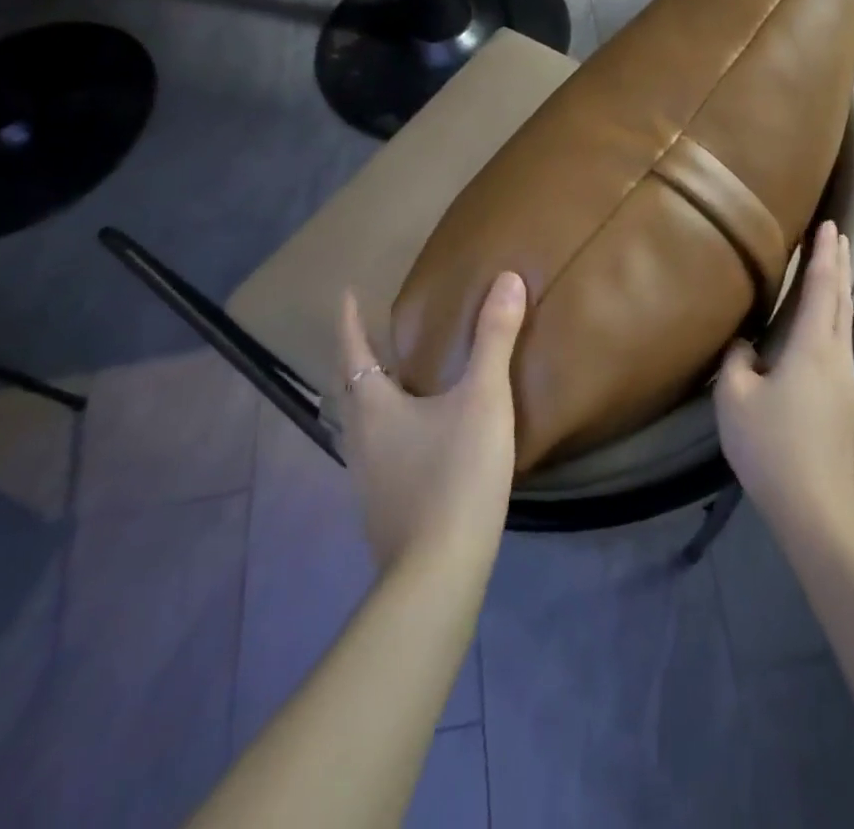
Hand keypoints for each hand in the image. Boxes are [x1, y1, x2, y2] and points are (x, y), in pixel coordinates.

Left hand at [338, 272, 524, 575]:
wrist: (438, 575)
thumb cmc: (455, 475)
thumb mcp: (483, 399)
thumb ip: (494, 339)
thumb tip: (508, 278)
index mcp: (374, 407)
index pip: (353, 351)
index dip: (349, 320)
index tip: (345, 294)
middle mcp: (360, 439)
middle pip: (351, 389)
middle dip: (359, 358)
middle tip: (372, 333)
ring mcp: (367, 480)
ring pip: (361, 425)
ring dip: (372, 396)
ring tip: (395, 380)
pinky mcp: (384, 509)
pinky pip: (378, 453)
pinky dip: (389, 431)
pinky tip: (416, 440)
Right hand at [714, 221, 853, 546]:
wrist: (819, 512)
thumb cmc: (771, 447)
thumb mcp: (734, 398)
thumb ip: (737, 361)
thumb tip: (746, 346)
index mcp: (813, 349)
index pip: (821, 289)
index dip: (824, 255)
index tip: (831, 225)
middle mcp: (839, 361)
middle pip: (842, 303)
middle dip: (840, 266)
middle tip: (839, 237)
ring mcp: (850, 389)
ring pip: (844, 331)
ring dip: (838, 299)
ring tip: (829, 282)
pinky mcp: (849, 413)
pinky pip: (839, 358)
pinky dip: (831, 332)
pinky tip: (817, 348)